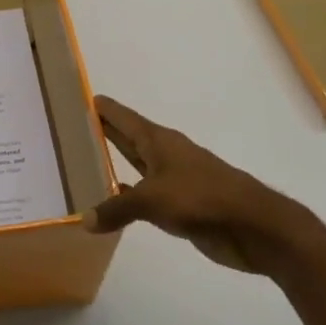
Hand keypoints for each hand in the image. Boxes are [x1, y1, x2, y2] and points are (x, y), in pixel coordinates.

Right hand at [83, 96, 322, 276]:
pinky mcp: (181, 205)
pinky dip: (127, 197)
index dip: (103, 108)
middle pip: (129, 138)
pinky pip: (145, 196)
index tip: (81, 97)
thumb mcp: (152, 200)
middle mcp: (165, 155)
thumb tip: (85, 220)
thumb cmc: (201, 198)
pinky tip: (111, 202)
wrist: (253, 226)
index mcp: (159, 141)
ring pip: (136, 166)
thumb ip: (116, 208)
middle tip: (72, 128)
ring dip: (114, 165)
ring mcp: (174, 180)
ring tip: (83, 164)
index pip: (123, 117)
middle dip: (104, 132)